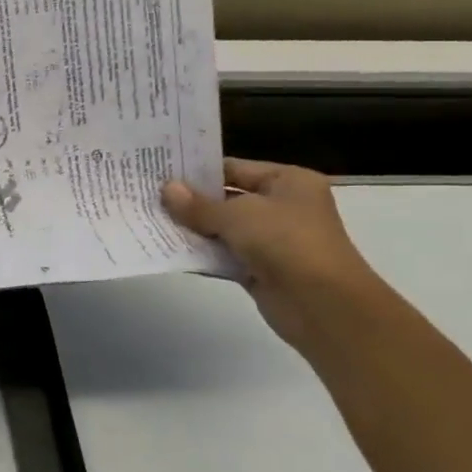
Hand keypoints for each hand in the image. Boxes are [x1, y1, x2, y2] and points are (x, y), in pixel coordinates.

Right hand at [163, 159, 387, 352]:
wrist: (321, 303)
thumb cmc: (285, 242)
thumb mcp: (237, 216)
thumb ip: (198, 206)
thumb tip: (166, 190)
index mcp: (288, 181)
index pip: (235, 168)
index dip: (198, 171)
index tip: (161, 172)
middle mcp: (282, 206)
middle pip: (227, 198)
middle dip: (191, 201)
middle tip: (149, 197)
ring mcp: (272, 240)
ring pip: (223, 229)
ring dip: (193, 229)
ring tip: (152, 222)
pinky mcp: (260, 269)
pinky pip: (225, 256)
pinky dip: (202, 255)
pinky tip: (170, 252)